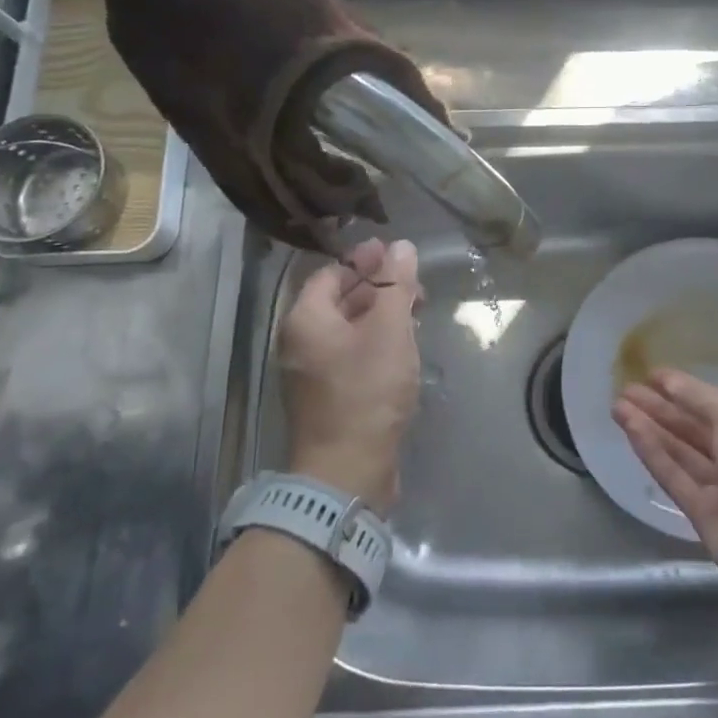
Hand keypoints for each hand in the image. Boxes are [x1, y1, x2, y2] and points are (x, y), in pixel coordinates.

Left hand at [280, 238, 422, 511]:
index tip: (396, 252)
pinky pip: (351, 353)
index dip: (364, 260)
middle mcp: (301, 341)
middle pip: (339, 299)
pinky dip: (376, 341)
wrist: (347, 471)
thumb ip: (396, 285)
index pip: (331, 273)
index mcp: (306, 319)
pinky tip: (404, 345)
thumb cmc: (367, 391)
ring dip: (381, 314)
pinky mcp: (328, 394)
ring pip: (348, 327)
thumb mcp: (389, 330)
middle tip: (414, 284)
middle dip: (378, 287)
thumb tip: (402, 246)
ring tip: (416, 312)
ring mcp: (312, 371)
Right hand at [613, 369, 717, 600]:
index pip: (716, 405)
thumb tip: (669, 380)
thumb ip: (700, 398)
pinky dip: (651, 452)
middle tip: (626, 388)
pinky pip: (673, 475)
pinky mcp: (700, 513)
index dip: (684, 389)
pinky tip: (629, 429)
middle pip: (693, 427)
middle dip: (660, 407)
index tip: (652, 375)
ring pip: (678, 450)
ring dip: (649, 426)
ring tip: (617, 405)